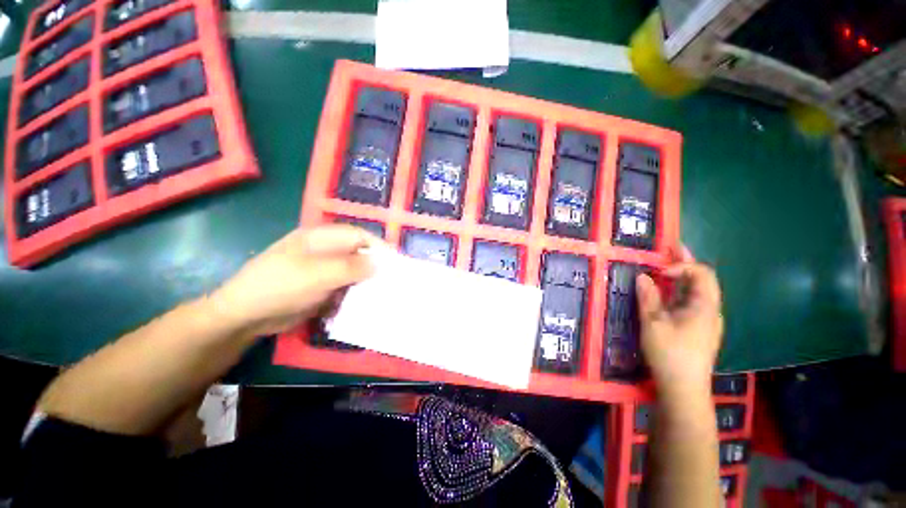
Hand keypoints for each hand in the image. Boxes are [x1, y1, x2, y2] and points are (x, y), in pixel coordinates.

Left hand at [210, 225, 376, 335]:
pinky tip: (362, 304)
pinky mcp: (321, 287)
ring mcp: (323, 270)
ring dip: (366, 283)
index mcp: (321, 238)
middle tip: (391, 281)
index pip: (358, 235)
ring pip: (354, 272)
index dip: (378, 246)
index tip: (395, 262)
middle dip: (375, 266)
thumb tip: (379, 263)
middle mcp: (324, 251)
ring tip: (381, 294)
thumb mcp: (316, 274)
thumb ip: (350, 267)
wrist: (245, 316)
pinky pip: (345, 287)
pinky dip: (354, 294)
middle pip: (358, 253)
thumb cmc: (279, 286)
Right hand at [636, 249, 722, 396]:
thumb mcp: (653, 324)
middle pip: (702, 281)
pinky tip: (665, 295)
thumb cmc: (670, 353)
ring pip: (696, 294)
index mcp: (704, 306)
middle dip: (685, 264)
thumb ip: (648, 298)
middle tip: (671, 249)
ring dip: (681, 279)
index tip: (660, 272)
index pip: (702, 274)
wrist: (683, 389)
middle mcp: (710, 311)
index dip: (683, 266)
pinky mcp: (698, 331)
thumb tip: (642, 276)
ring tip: (665, 268)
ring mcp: (705, 322)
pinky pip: (690, 305)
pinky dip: (678, 294)